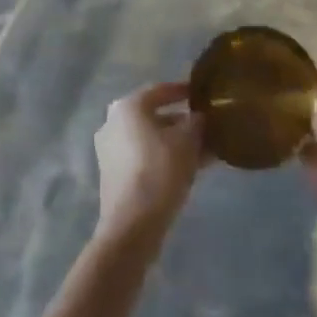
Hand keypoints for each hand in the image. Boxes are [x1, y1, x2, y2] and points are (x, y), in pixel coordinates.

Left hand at [93, 81, 204, 240]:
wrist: (132, 226)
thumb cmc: (160, 170)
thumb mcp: (188, 140)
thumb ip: (197, 122)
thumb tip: (200, 117)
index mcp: (128, 106)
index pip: (161, 90)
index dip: (183, 91)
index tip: (202, 94)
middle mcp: (114, 123)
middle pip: (155, 116)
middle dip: (182, 122)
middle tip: (206, 126)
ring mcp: (110, 150)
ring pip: (151, 139)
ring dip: (176, 143)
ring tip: (205, 150)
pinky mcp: (113, 175)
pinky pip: (145, 157)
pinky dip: (165, 158)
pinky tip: (190, 168)